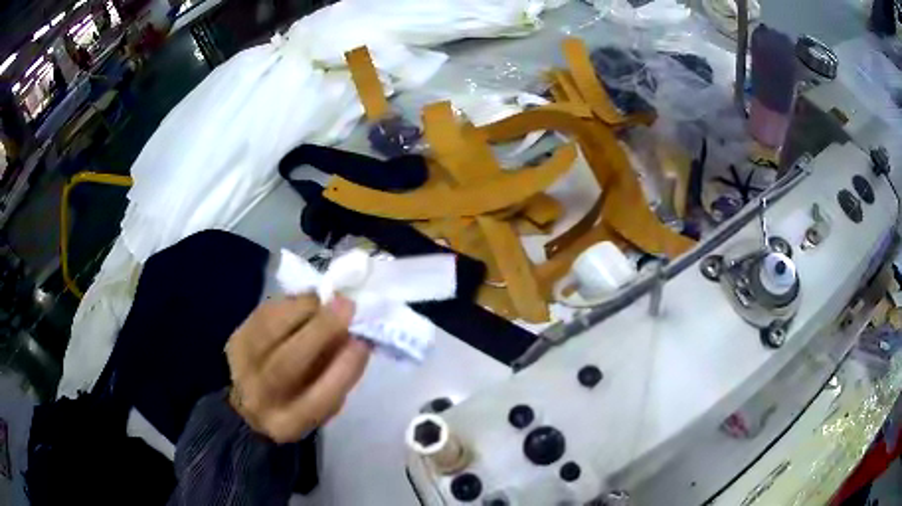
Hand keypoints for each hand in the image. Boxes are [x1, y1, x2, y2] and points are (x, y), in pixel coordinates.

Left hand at [225, 295, 369, 443]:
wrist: (250, 402)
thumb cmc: (299, 402)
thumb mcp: (325, 404)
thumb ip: (340, 377)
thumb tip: (356, 336)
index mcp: (288, 424)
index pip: (317, 401)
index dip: (342, 370)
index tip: (362, 342)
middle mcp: (259, 400)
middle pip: (287, 362)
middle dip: (320, 330)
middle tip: (347, 306)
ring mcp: (241, 367)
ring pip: (272, 330)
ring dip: (305, 309)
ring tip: (328, 302)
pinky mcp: (235, 339)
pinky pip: (265, 313)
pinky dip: (291, 303)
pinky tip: (308, 303)